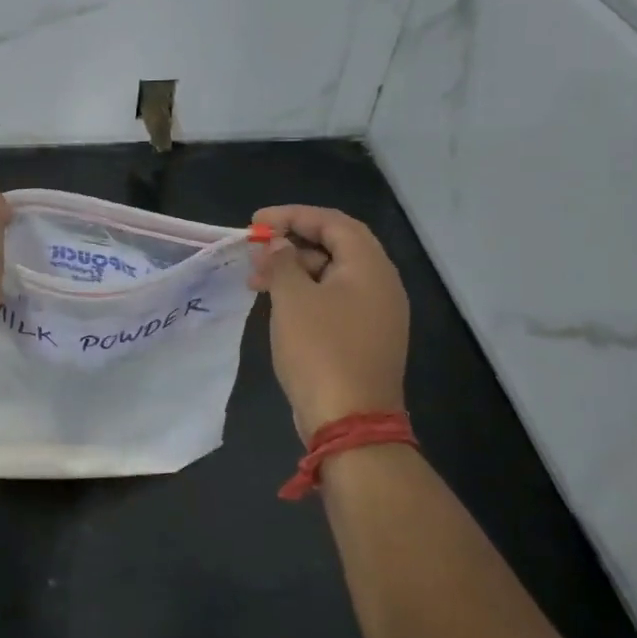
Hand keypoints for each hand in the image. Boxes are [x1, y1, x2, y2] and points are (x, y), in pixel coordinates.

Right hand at [249, 205, 409, 439]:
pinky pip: (335, 301)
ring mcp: (376, 314)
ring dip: (295, 270)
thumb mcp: (292, 299)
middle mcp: (381, 285)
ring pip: (332, 275)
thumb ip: (283, 262)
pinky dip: (306, 294)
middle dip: (291, 243)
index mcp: (370, 267)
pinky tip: (278, 306)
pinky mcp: (365, 338)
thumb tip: (280, 246)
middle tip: (255, 253)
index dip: (292, 215)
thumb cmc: (320, 351)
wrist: (350, 422)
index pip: (333, 222)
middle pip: (336, 246)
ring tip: (257, 282)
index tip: (255, 223)